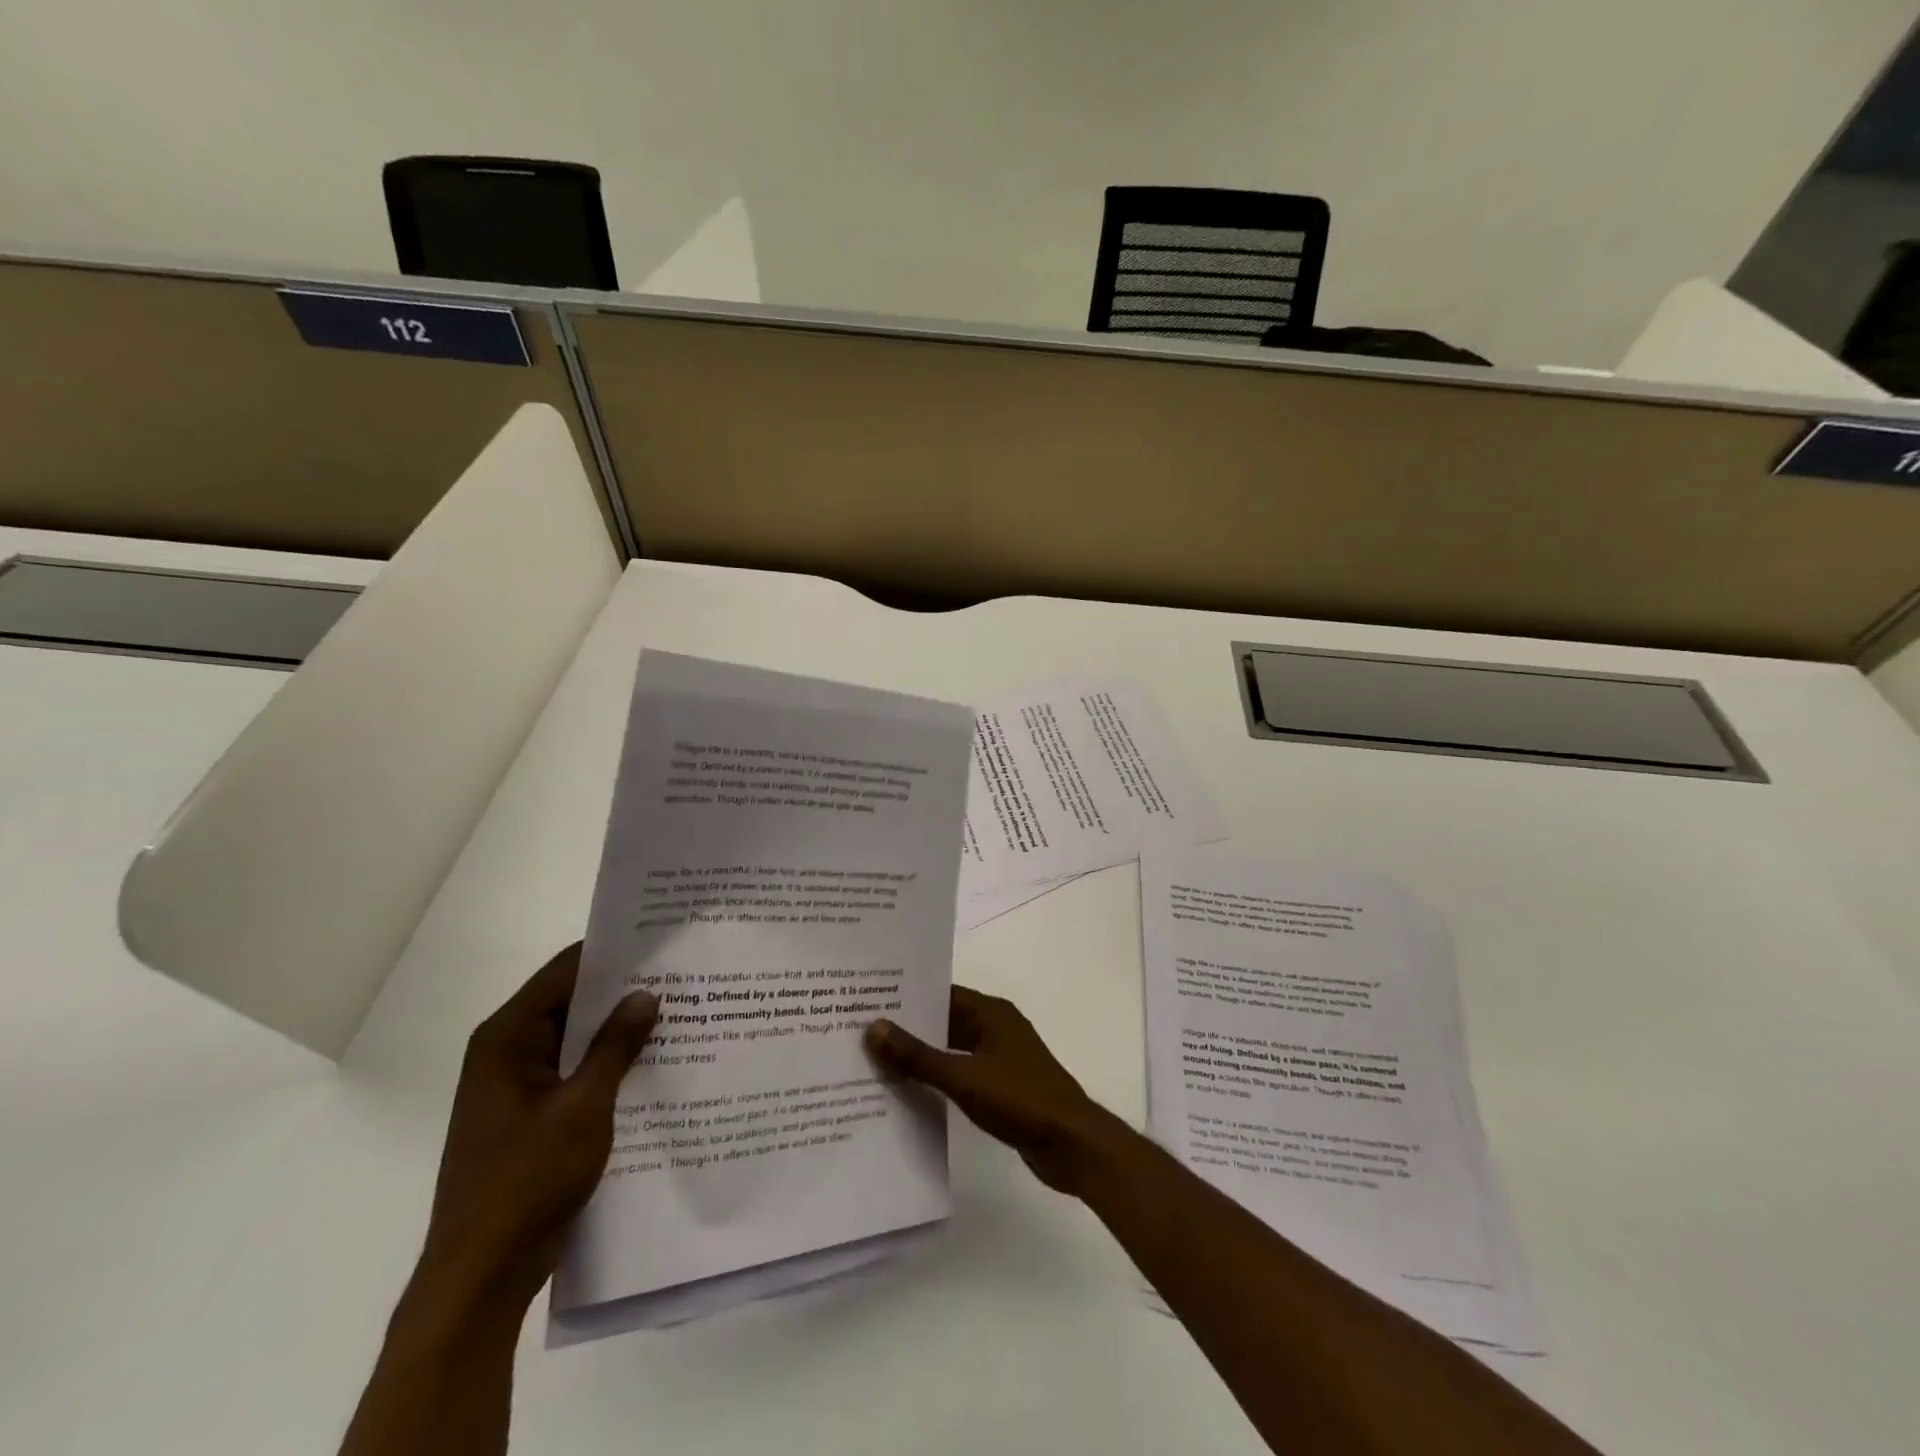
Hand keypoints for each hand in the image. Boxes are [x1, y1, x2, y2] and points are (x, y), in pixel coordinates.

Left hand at [417, 943, 658, 1314]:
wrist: (480, 1277)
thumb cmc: (527, 1182)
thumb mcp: (584, 1106)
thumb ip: (616, 1046)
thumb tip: (646, 994)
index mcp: (507, 1039)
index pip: (565, 971)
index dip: (612, 954)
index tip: (661, 942)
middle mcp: (506, 1053)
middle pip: (570, 1002)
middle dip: (622, 992)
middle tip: (681, 977)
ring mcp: (516, 1086)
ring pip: (575, 1039)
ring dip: (618, 1031)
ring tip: (678, 1014)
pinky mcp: (530, 1115)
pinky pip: (574, 1071)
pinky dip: (608, 1063)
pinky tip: (653, 1063)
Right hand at [865, 986, 1122, 1194]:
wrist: (1072, 1144)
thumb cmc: (1021, 1099)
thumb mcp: (964, 1077)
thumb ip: (918, 1056)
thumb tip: (874, 1028)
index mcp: (991, 1012)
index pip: (942, 992)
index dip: (908, 996)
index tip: (869, 1000)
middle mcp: (996, 1027)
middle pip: (945, 1019)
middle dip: (909, 1026)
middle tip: (862, 1031)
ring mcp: (1001, 1057)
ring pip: (952, 1048)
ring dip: (923, 1055)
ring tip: (876, 1060)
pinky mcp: (1002, 1085)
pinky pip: (962, 1072)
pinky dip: (939, 1078)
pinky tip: (909, 1090)